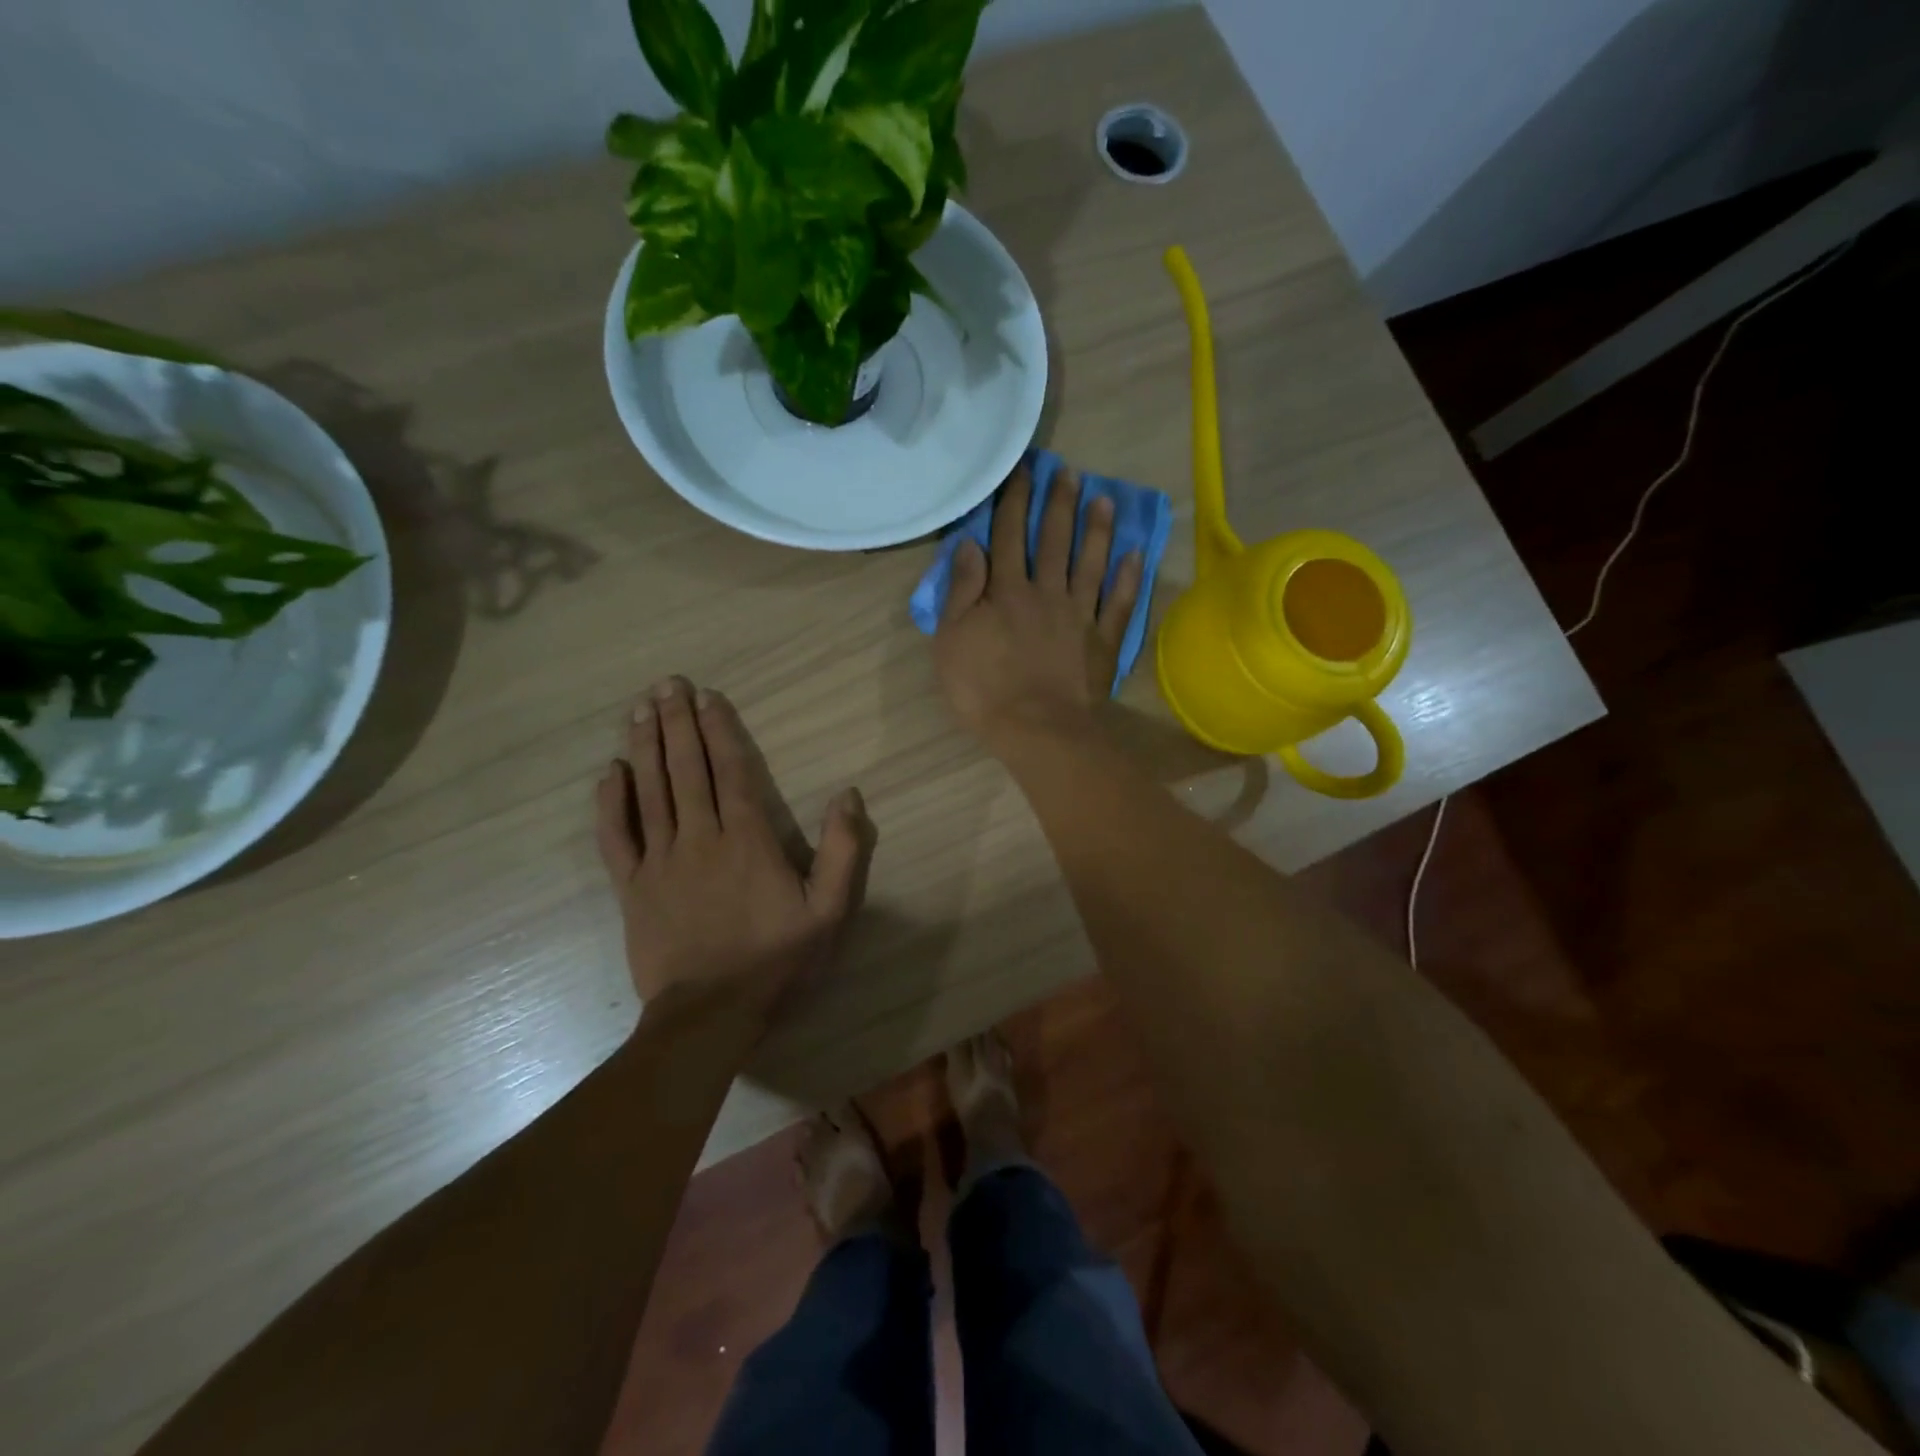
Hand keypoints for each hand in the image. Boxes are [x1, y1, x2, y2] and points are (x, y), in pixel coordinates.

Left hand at [595, 678, 875, 1026]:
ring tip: (639, 709)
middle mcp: (700, 837)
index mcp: (748, 839)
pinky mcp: (633, 888)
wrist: (711, 1014)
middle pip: (686, 770)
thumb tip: (847, 794)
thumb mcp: (830, 910)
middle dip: (677, 724)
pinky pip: (616, 837)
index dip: (719, 730)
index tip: (707, 696)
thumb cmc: (776, 960)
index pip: (732, 771)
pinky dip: (611, 803)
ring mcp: (660, 861)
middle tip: (667, 684)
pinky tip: (610, 773)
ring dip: (645, 747)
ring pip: (650, 792)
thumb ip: (842, 850)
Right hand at [933, 461, 1143, 749]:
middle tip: (1068, 472)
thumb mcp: (952, 640)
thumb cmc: (983, 688)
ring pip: (1090, 563)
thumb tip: (970, 544)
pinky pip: (1119, 603)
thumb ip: (962, 591)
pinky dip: (1129, 578)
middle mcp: (1046, 592)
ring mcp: (1079, 616)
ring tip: (1103, 498)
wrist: (1036, 729)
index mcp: (1006, 591)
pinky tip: (1135, 554)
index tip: (1022, 470)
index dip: (1014, 501)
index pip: (1009, 536)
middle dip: (1059, 504)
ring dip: (1097, 530)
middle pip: (1054, 541)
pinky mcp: (1102, 641)